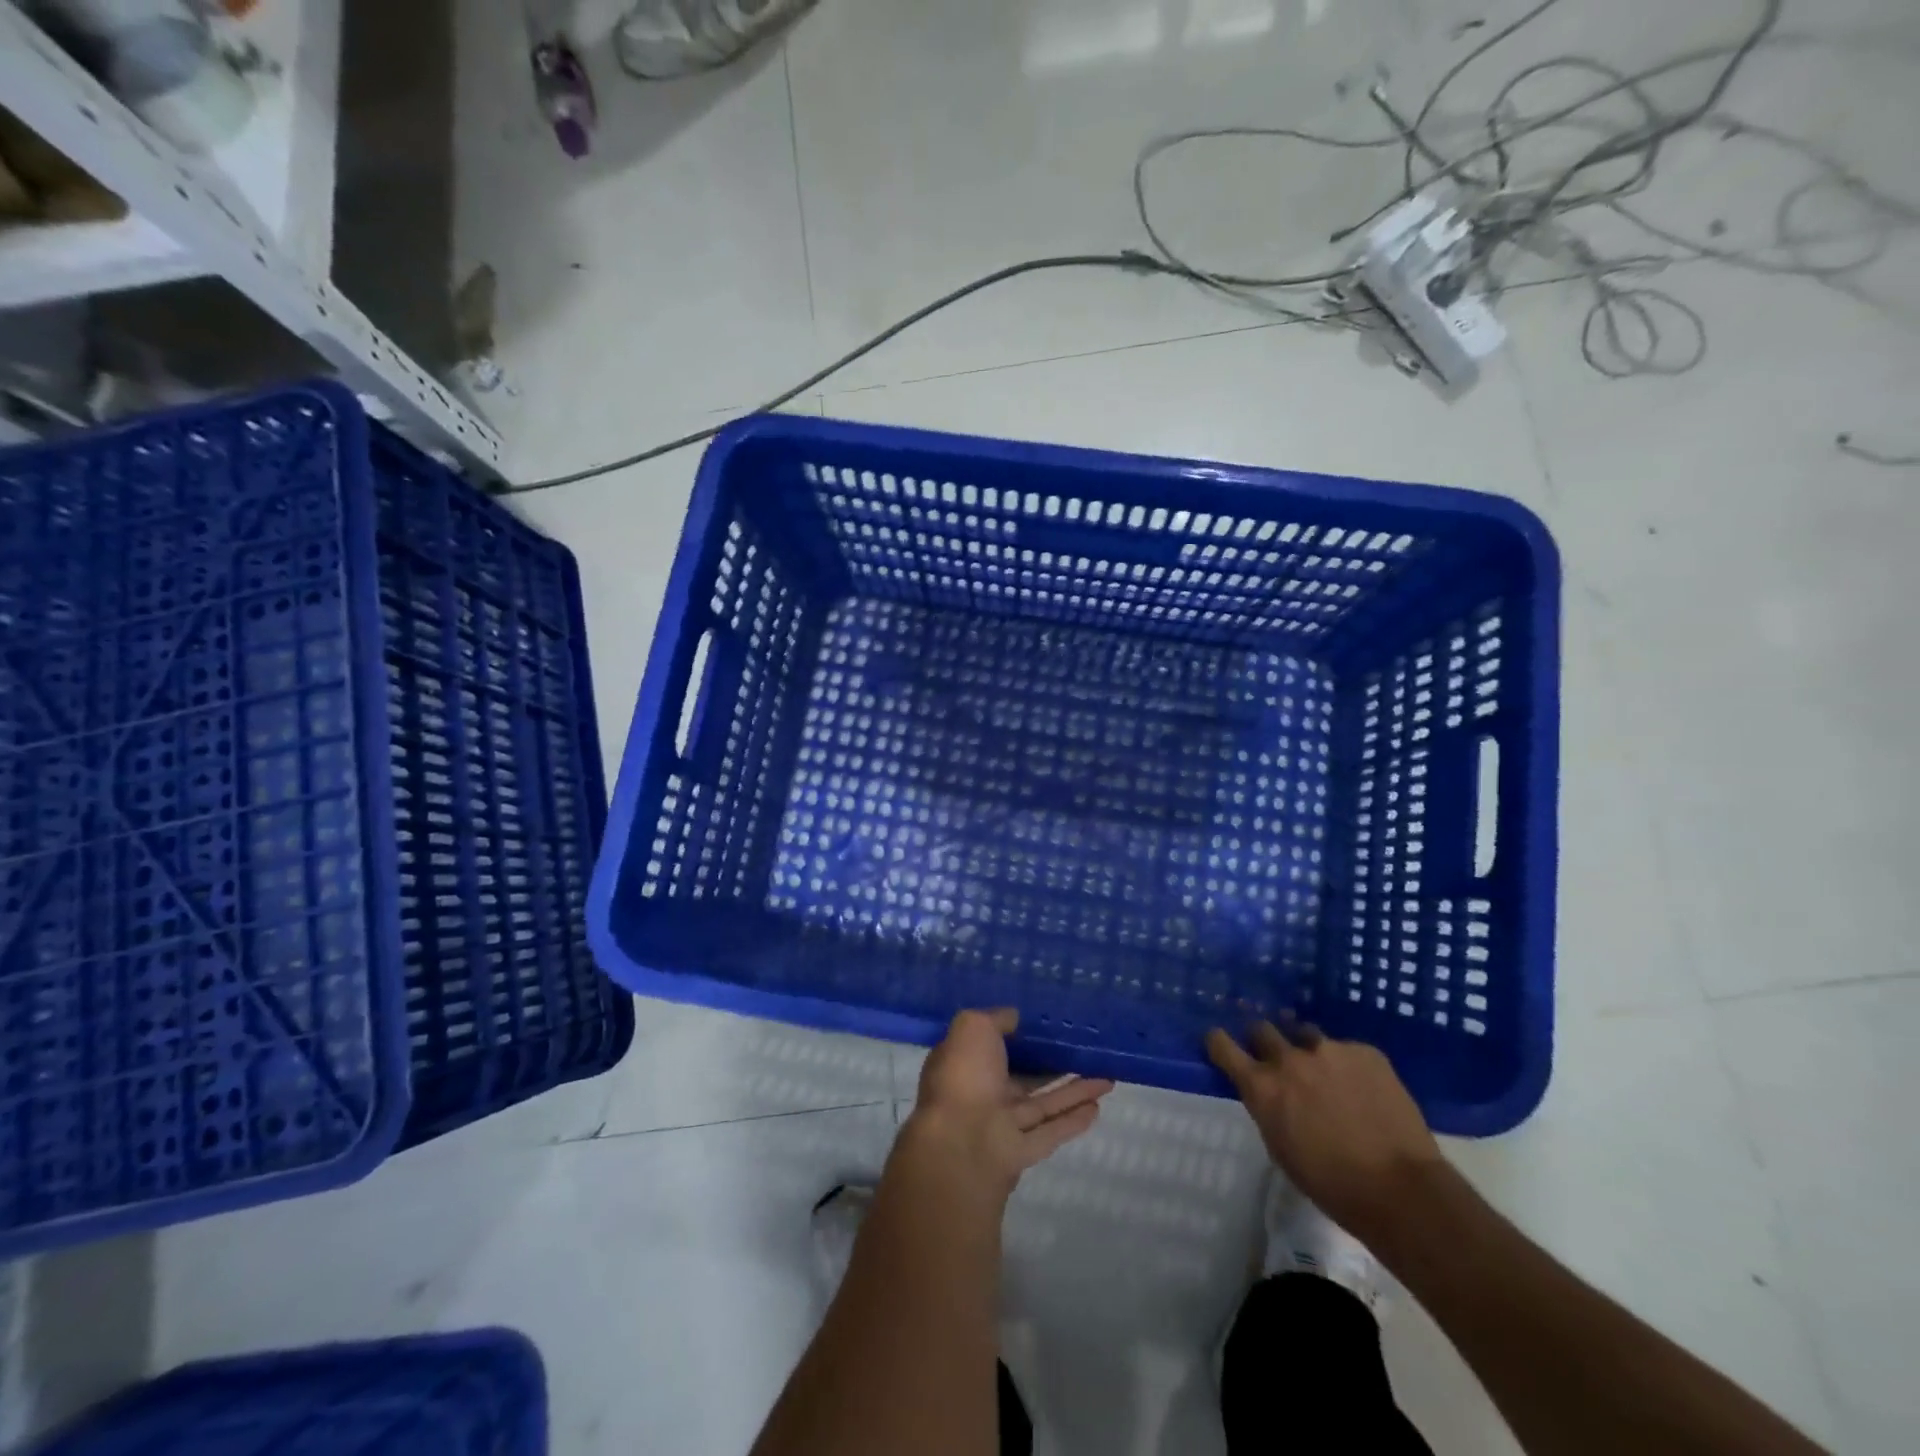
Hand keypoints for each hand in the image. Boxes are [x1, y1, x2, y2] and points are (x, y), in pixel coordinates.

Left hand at [898, 1009, 1113, 1202]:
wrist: (961, 1144)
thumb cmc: (964, 1076)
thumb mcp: (973, 1027)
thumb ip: (996, 1019)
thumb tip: (1014, 1016)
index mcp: (965, 1064)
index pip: (992, 1046)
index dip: (1016, 1035)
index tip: (1045, 1025)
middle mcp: (982, 1094)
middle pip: (1024, 1077)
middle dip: (1052, 1065)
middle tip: (1084, 1053)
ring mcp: (1002, 1125)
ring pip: (1043, 1104)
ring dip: (1074, 1092)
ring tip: (1106, 1078)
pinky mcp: (1021, 1152)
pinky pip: (1051, 1131)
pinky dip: (1073, 1121)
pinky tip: (1097, 1107)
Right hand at [1207, 1020, 1442, 1244]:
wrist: (1402, 1190)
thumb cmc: (1332, 1185)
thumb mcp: (1281, 1148)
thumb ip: (1268, 1108)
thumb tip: (1269, 1094)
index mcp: (1262, 1086)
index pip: (1222, 1045)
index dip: (1219, 1042)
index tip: (1221, 1043)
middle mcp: (1289, 1059)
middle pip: (1262, 1029)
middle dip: (1264, 1041)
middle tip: (1277, 1059)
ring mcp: (1329, 1050)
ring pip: (1306, 1034)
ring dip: (1308, 1050)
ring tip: (1326, 1073)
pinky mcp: (1365, 1051)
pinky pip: (1347, 1050)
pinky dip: (1348, 1065)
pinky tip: (1364, 1090)